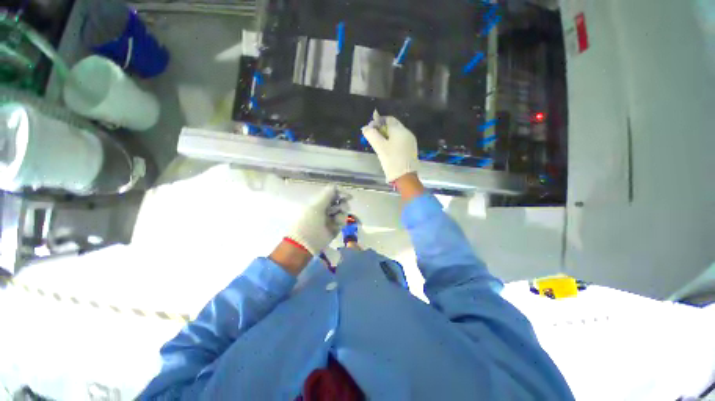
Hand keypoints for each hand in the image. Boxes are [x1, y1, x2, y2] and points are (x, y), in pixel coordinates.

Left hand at [286, 185, 349, 255]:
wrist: (306, 242)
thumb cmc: (309, 222)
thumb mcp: (317, 206)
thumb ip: (327, 195)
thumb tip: (335, 186)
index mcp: (320, 202)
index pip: (333, 194)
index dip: (340, 194)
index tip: (346, 197)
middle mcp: (326, 208)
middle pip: (340, 202)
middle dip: (342, 204)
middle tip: (340, 208)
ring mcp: (331, 218)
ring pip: (343, 211)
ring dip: (341, 214)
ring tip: (336, 219)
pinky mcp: (335, 227)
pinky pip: (343, 221)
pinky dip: (341, 221)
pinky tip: (337, 225)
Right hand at [361, 116, 418, 182]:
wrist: (405, 177)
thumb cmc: (392, 160)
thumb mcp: (380, 147)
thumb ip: (371, 135)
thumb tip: (365, 128)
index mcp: (400, 130)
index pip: (388, 119)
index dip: (378, 121)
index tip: (370, 128)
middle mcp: (407, 133)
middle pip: (393, 126)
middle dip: (382, 129)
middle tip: (373, 136)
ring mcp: (410, 141)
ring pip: (396, 134)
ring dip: (386, 136)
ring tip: (378, 143)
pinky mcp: (410, 149)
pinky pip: (400, 141)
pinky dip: (392, 141)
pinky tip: (387, 149)